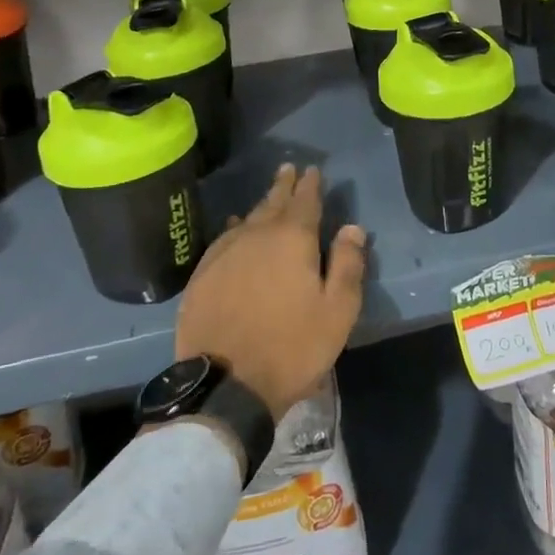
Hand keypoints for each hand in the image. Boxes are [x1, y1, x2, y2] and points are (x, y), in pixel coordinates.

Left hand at [175, 164, 366, 420]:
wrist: (225, 386)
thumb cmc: (293, 348)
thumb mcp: (338, 312)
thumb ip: (348, 265)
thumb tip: (353, 228)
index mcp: (293, 240)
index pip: (305, 201)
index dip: (310, 184)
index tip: (312, 170)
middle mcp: (256, 236)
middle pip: (272, 203)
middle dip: (283, 186)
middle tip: (288, 168)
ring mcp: (225, 254)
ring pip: (247, 219)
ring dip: (260, 205)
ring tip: (267, 196)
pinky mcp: (202, 276)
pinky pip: (223, 239)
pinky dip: (234, 229)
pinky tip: (235, 228)